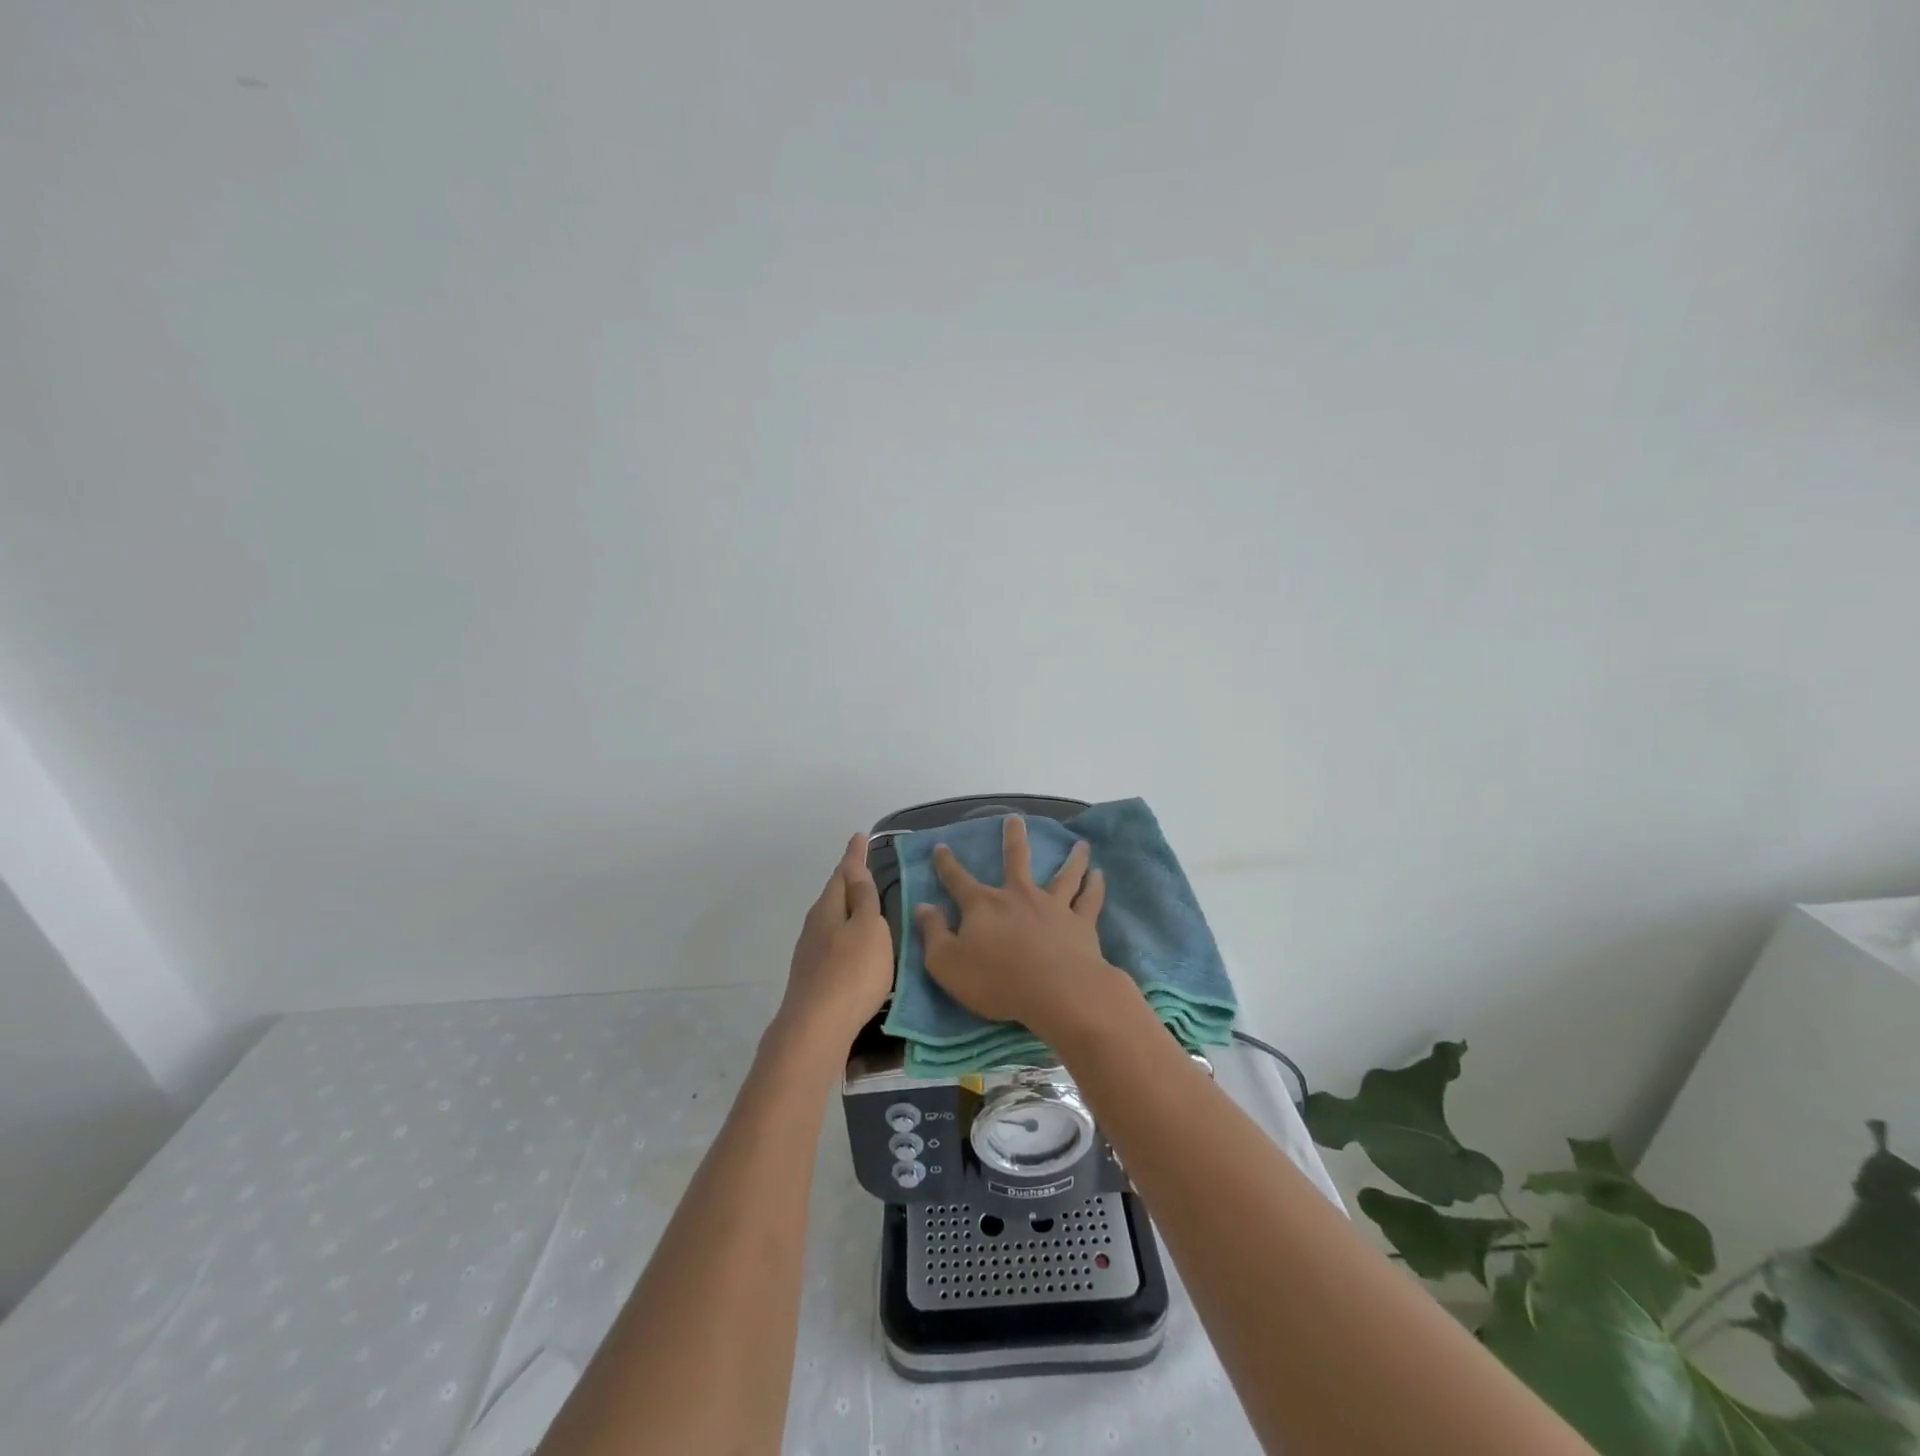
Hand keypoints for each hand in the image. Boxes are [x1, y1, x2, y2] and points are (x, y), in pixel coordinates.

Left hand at [777, 832, 894, 1048]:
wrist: (816, 1029)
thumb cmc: (851, 973)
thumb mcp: (868, 929)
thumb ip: (864, 899)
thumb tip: (855, 869)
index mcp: (828, 908)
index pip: (844, 873)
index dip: (854, 855)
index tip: (860, 836)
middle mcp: (815, 925)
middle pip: (834, 895)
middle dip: (848, 881)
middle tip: (864, 867)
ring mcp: (810, 952)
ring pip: (831, 919)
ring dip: (846, 908)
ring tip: (864, 905)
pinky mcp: (813, 977)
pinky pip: (832, 941)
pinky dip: (845, 933)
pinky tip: (854, 946)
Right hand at [914, 816, 1126, 1044]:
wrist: (1056, 992)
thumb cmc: (996, 981)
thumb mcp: (947, 963)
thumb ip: (933, 933)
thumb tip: (922, 906)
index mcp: (983, 905)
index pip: (958, 879)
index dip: (947, 864)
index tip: (941, 846)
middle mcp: (1019, 896)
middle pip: (1016, 859)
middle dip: (1013, 837)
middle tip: (1015, 818)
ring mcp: (1053, 906)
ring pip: (1064, 875)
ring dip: (1072, 858)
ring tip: (1080, 844)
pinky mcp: (1081, 924)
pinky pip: (1090, 899)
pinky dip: (1095, 886)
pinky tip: (1099, 875)